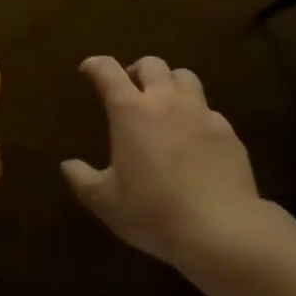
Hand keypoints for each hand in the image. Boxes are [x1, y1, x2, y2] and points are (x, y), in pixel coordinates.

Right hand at [62, 56, 264, 265]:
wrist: (222, 231)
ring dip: (171, 84)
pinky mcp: (228, 132)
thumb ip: (82, 180)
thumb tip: (67, 165)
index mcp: (130, 110)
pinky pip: (210, 111)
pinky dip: (197, 116)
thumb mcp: (106, 202)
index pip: (107, 70)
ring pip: (185, 77)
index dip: (95, 65)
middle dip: (137, 70)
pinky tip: (195, 140)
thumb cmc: (154, 212)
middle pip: (152, 64)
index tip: (88, 70)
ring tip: (166, 105)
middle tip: (131, 90)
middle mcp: (165, 100)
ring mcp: (200, 113)